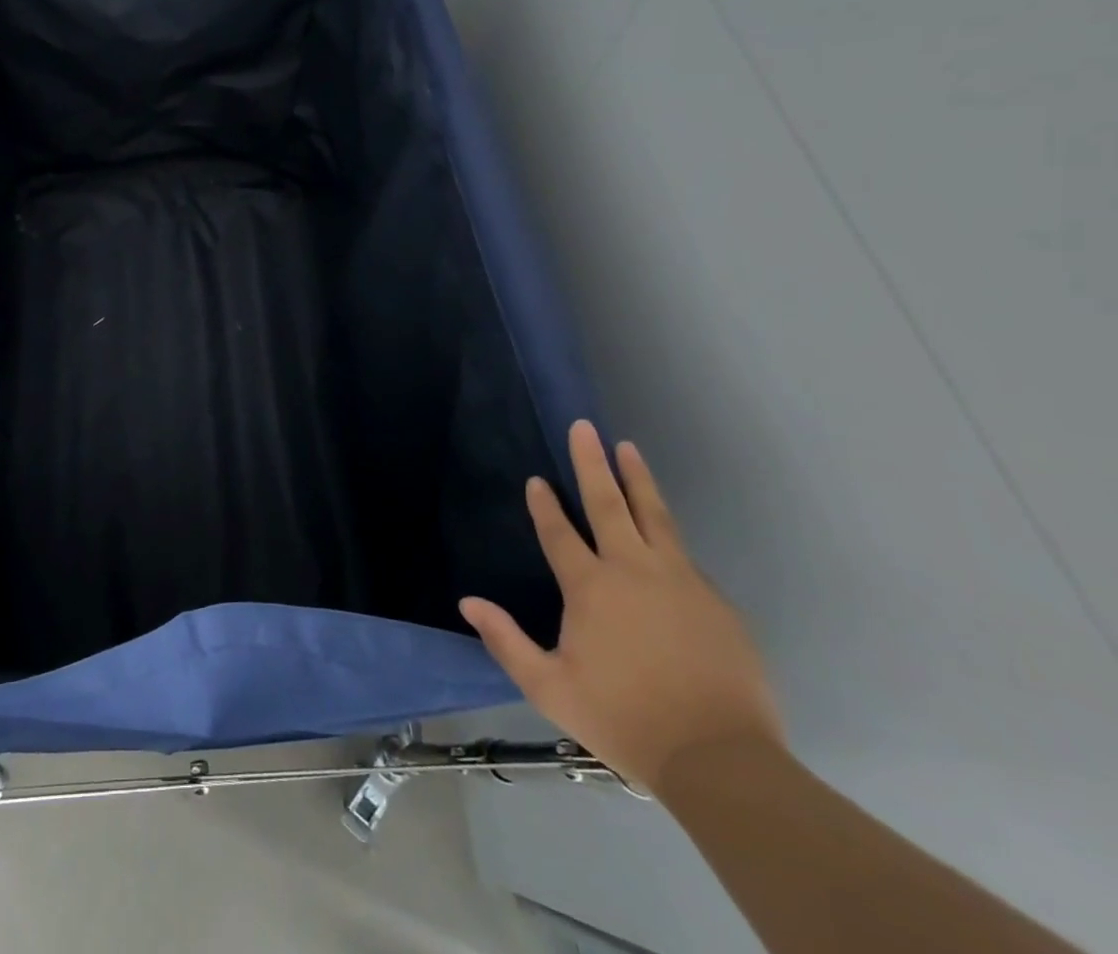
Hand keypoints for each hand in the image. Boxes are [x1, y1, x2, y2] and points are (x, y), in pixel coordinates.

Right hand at [459, 422, 782, 791]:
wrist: (721, 761)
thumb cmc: (624, 720)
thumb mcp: (550, 688)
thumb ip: (506, 641)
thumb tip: (467, 603)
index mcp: (590, 587)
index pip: (559, 532)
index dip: (544, 505)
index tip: (536, 480)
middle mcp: (633, 570)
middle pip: (608, 503)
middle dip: (592, 462)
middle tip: (584, 426)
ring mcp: (679, 581)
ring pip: (654, 516)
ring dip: (637, 479)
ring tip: (627, 447)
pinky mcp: (714, 601)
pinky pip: (682, 556)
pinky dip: (666, 534)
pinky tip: (661, 532)